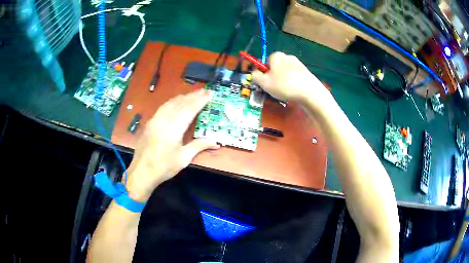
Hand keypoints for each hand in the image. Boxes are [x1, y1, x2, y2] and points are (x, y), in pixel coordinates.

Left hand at [125, 89, 219, 201]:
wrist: (142, 172)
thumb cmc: (164, 167)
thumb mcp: (184, 158)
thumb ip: (199, 146)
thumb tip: (216, 142)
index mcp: (173, 128)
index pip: (189, 109)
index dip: (200, 101)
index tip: (209, 94)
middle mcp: (164, 120)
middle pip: (180, 103)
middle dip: (193, 96)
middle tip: (204, 90)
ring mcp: (155, 120)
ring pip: (170, 103)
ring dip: (182, 97)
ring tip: (192, 94)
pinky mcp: (150, 123)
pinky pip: (163, 107)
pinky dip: (172, 102)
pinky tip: (175, 102)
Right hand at [252, 52, 330, 107]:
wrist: (310, 92)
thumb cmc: (284, 85)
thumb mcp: (264, 83)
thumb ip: (255, 76)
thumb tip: (254, 73)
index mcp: (276, 56)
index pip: (265, 62)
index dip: (264, 73)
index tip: (266, 83)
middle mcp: (288, 56)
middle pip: (276, 67)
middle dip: (273, 77)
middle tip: (274, 89)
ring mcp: (299, 64)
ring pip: (285, 73)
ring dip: (283, 81)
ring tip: (285, 92)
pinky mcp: (306, 72)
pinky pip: (294, 77)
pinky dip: (293, 83)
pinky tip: (294, 92)